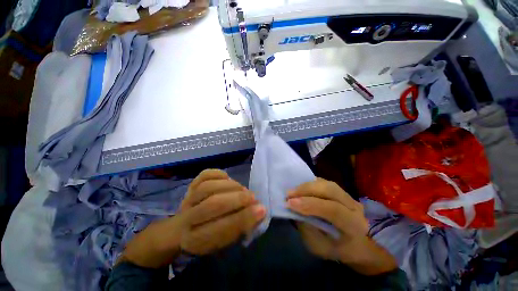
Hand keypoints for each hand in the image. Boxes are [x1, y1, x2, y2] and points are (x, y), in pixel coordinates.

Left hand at [178, 169, 265, 254]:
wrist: (182, 229)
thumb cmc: (208, 237)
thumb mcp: (223, 242)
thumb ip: (240, 227)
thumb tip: (259, 210)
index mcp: (195, 240)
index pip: (220, 230)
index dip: (243, 218)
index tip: (261, 210)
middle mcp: (187, 219)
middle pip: (212, 205)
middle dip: (238, 199)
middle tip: (253, 197)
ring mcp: (187, 199)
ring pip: (209, 187)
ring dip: (231, 186)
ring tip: (242, 190)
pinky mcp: (190, 186)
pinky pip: (204, 175)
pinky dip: (219, 174)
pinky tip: (228, 179)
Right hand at [287, 178, 396, 274]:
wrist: (355, 244)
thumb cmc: (336, 249)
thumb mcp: (319, 247)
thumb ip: (307, 229)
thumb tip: (294, 209)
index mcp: (354, 225)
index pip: (333, 210)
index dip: (310, 204)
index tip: (289, 203)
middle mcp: (354, 207)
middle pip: (330, 190)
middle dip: (306, 190)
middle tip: (288, 194)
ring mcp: (348, 196)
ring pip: (326, 184)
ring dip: (306, 185)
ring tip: (293, 191)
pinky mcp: (341, 191)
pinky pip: (324, 182)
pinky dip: (310, 184)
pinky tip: (301, 188)